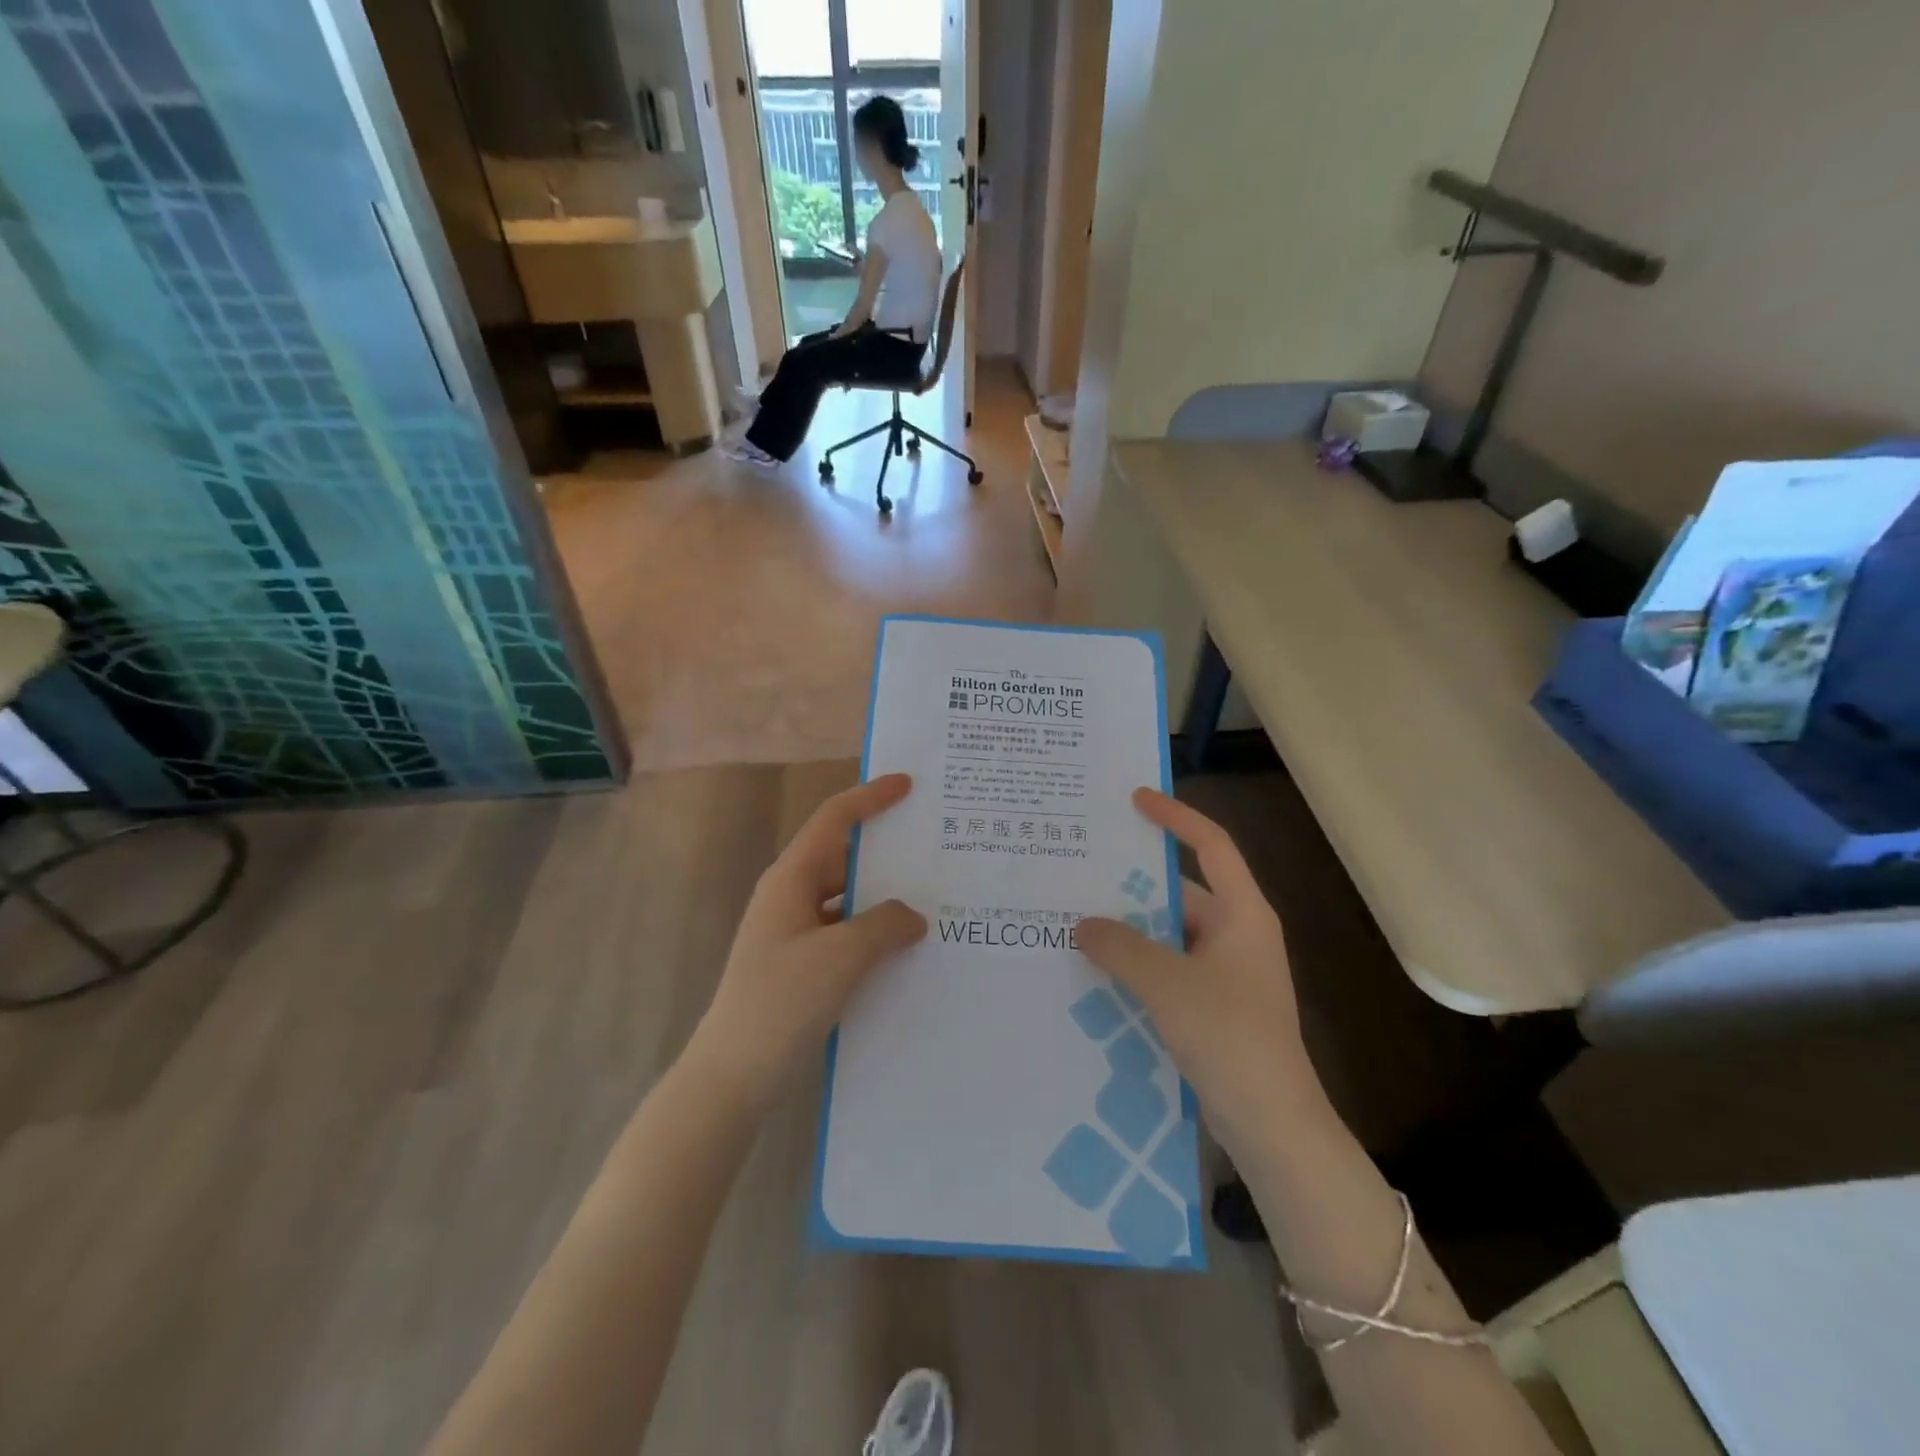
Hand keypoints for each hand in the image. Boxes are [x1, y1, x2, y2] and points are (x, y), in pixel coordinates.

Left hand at [685, 775, 926, 1113]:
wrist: (732, 1074)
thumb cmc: (781, 1002)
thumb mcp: (841, 957)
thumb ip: (885, 925)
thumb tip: (913, 915)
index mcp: (791, 878)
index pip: (834, 820)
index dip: (870, 797)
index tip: (907, 784)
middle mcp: (790, 896)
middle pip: (842, 856)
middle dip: (885, 850)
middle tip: (932, 846)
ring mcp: (793, 932)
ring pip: (846, 898)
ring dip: (882, 897)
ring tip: (930, 897)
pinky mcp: (800, 964)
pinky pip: (844, 931)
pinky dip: (872, 931)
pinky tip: (904, 948)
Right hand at [1077, 789, 1320, 1150]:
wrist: (1271, 1124)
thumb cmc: (1229, 1036)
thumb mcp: (1167, 984)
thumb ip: (1121, 946)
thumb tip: (1082, 924)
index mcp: (1242, 914)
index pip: (1211, 845)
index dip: (1175, 817)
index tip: (1135, 799)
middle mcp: (1236, 934)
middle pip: (1181, 890)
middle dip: (1133, 883)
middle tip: (1082, 869)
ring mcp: (1225, 972)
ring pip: (1169, 934)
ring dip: (1129, 930)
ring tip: (1076, 918)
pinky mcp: (1212, 1004)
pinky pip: (1168, 968)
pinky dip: (1136, 964)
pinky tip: (1095, 970)